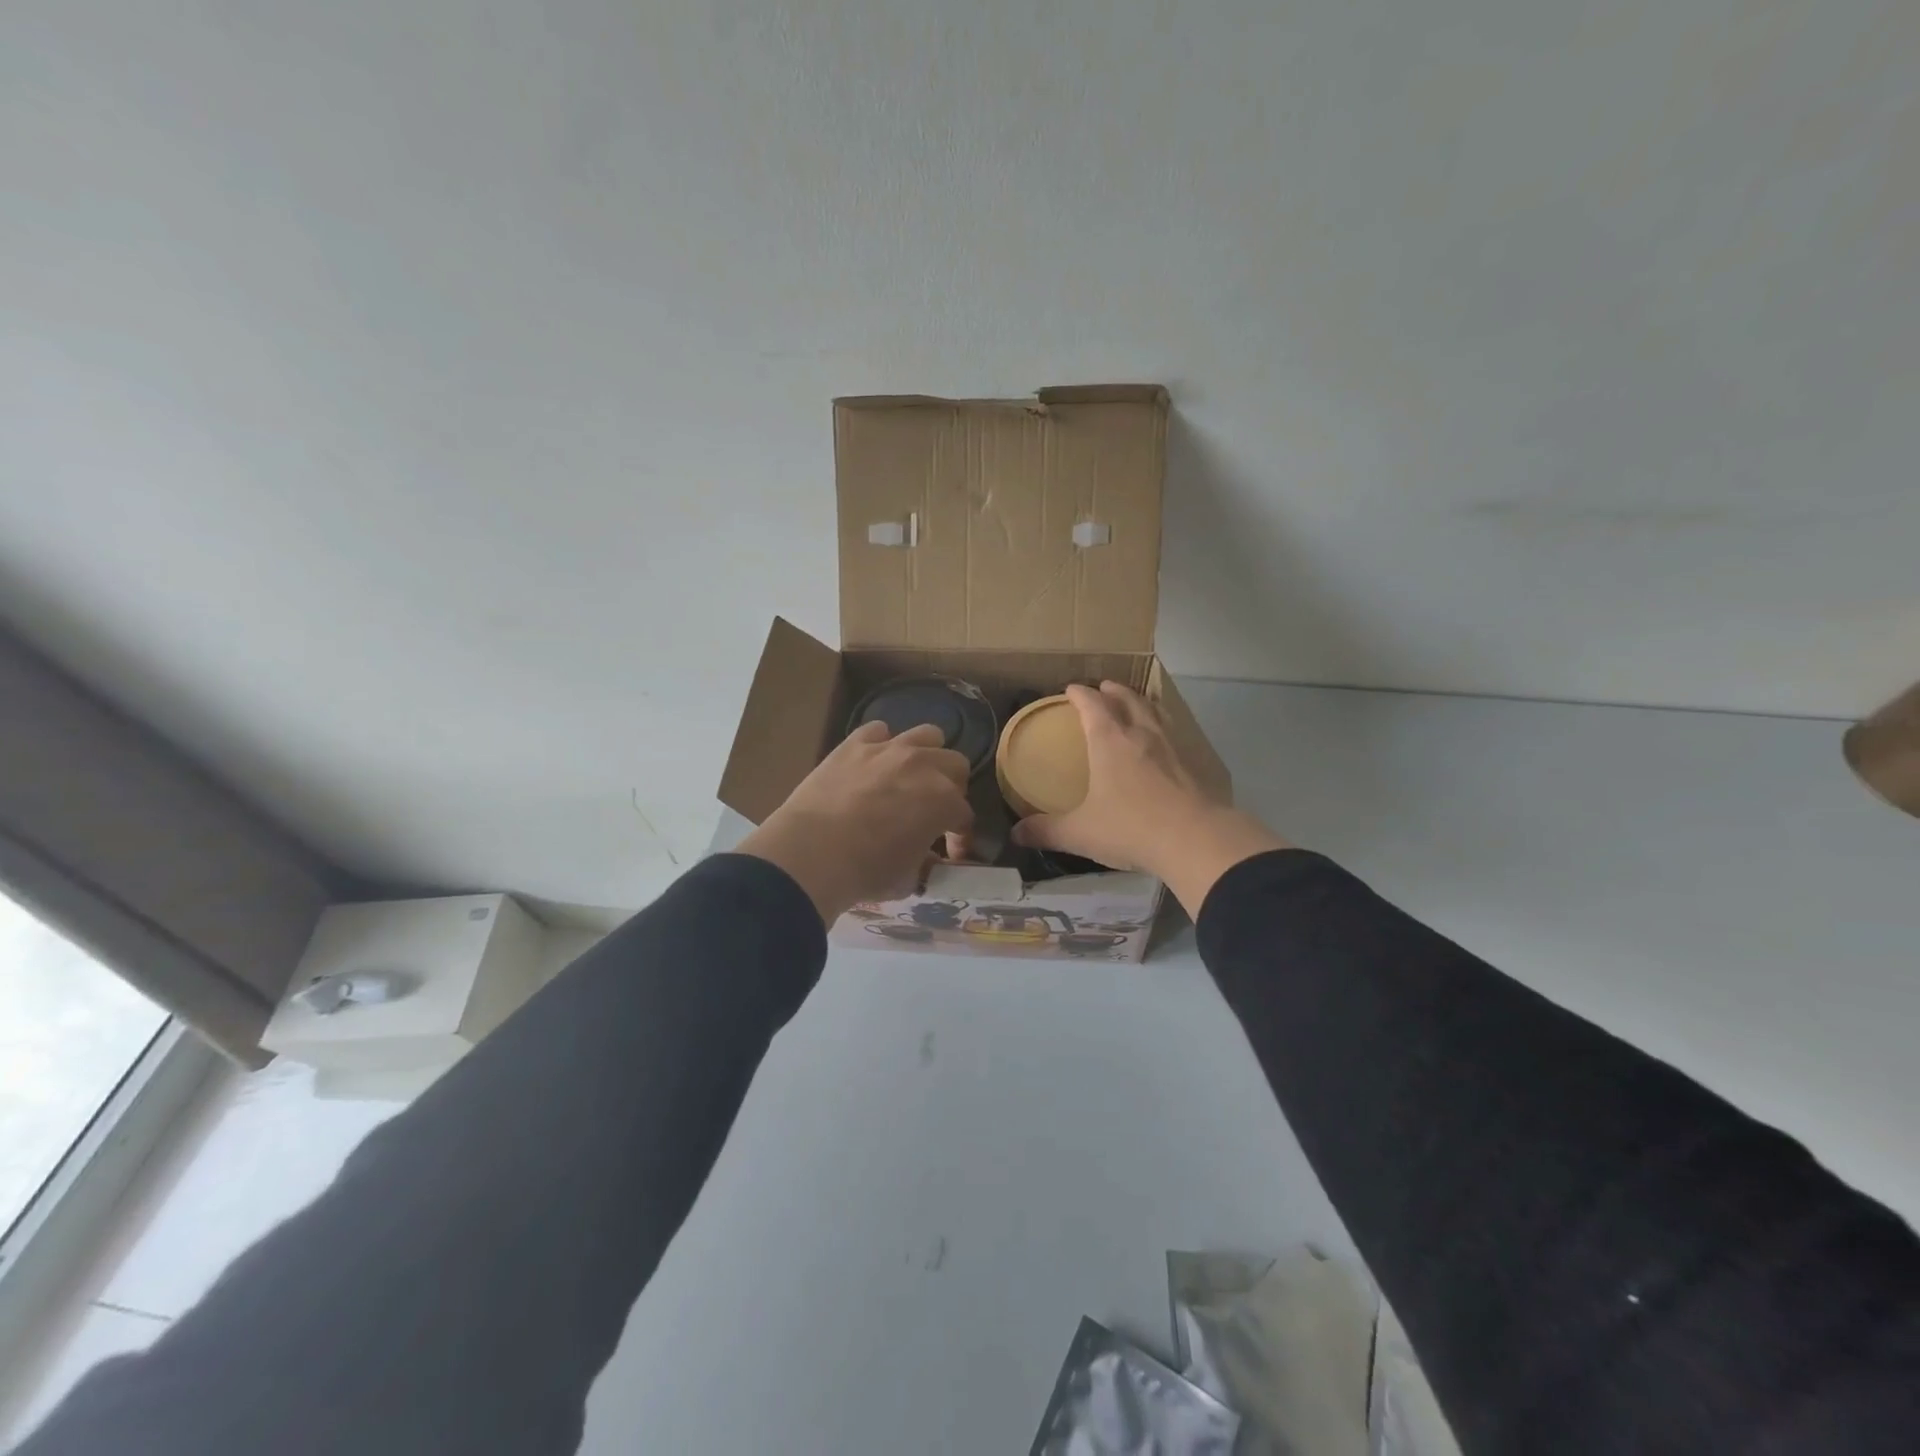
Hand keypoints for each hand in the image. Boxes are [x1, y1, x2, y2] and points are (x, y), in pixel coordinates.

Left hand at [738, 721, 973, 924]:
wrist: (811, 853)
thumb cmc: (865, 872)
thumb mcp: (907, 880)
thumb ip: (924, 863)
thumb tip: (924, 857)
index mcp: (944, 801)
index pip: (964, 816)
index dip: (960, 836)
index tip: (951, 853)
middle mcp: (924, 766)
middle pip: (956, 765)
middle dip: (951, 787)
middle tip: (933, 809)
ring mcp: (888, 749)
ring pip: (927, 734)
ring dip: (926, 755)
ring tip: (911, 776)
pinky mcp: (854, 744)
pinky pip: (878, 731)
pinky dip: (881, 744)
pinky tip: (873, 763)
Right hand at [1011, 682, 1289, 914]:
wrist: (1195, 839)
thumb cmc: (1131, 827)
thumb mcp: (1081, 832)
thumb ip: (1047, 831)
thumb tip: (1016, 834)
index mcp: (1109, 741)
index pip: (1091, 705)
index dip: (1079, 694)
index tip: (1071, 690)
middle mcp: (1141, 734)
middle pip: (1127, 700)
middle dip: (1113, 691)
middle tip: (1105, 687)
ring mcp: (1172, 747)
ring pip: (1155, 712)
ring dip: (1142, 703)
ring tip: (1137, 703)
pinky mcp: (1194, 764)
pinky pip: (1176, 734)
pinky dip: (1165, 728)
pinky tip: (1166, 742)